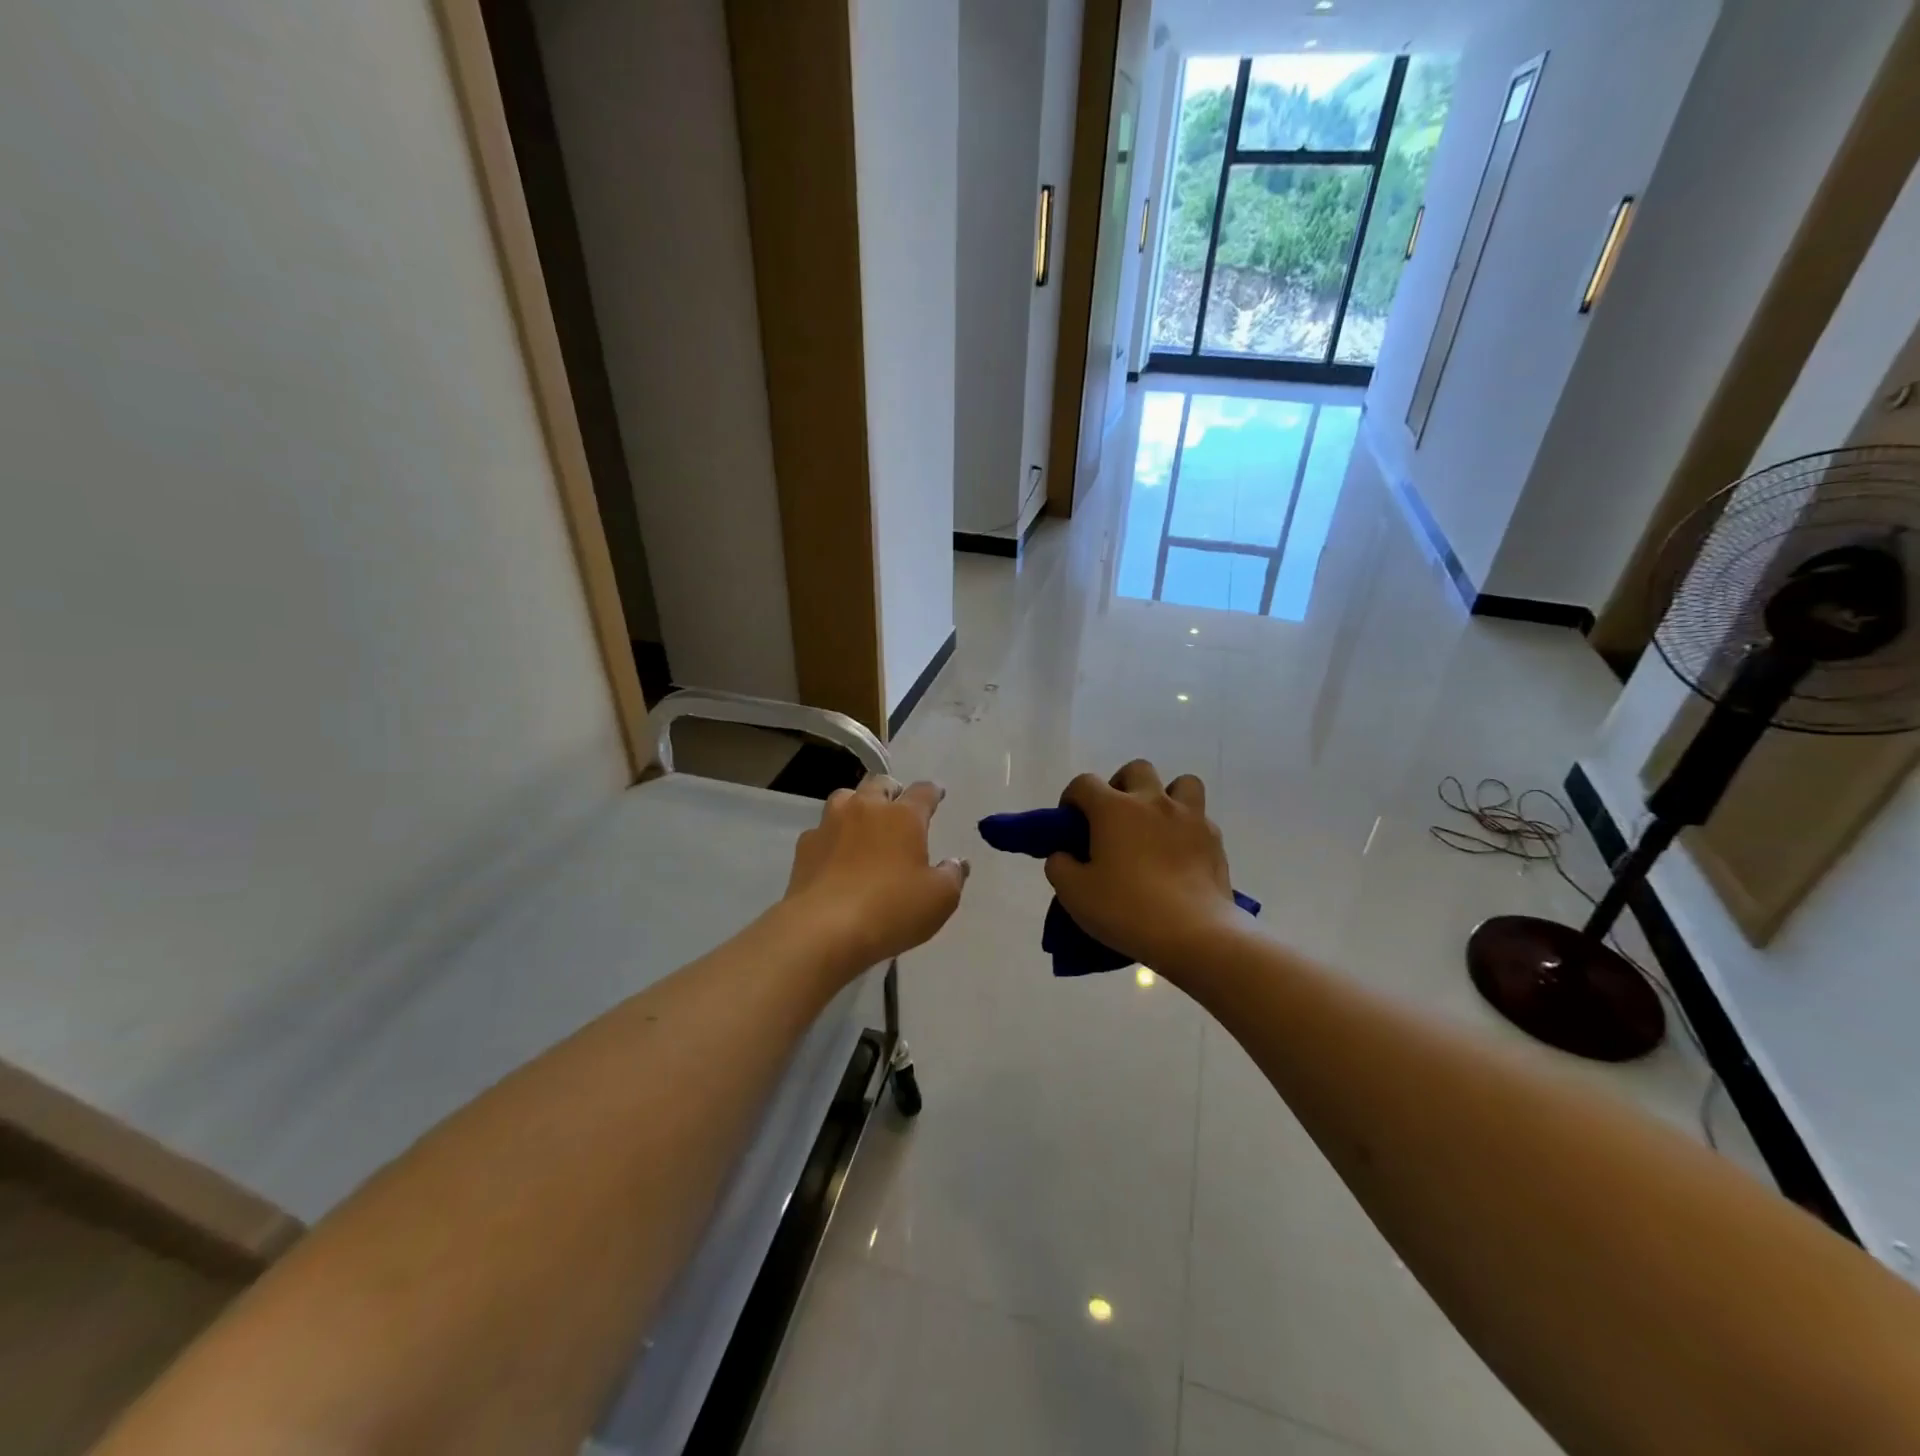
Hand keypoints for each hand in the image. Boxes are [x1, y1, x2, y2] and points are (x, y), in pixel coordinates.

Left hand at [784, 775, 968, 969]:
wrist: (823, 929)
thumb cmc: (891, 909)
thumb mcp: (940, 899)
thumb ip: (952, 875)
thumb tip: (956, 862)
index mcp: (903, 816)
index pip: (923, 792)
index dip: (933, 791)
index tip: (937, 793)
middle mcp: (866, 809)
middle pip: (880, 783)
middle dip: (892, 790)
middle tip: (898, 806)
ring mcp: (830, 824)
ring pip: (845, 797)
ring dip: (857, 804)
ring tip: (864, 823)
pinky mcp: (805, 846)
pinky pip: (821, 830)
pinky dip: (832, 836)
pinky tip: (835, 855)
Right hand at [1044, 760, 1237, 973]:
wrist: (1194, 934)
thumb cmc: (1126, 909)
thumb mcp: (1074, 894)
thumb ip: (1059, 866)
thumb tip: (1063, 855)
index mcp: (1113, 809)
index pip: (1084, 783)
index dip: (1072, 798)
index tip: (1070, 822)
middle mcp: (1152, 802)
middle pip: (1136, 770)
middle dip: (1121, 786)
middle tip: (1114, 818)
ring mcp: (1189, 818)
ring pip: (1181, 783)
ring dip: (1165, 796)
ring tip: (1156, 825)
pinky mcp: (1215, 840)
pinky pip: (1200, 818)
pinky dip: (1187, 828)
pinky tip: (1180, 854)